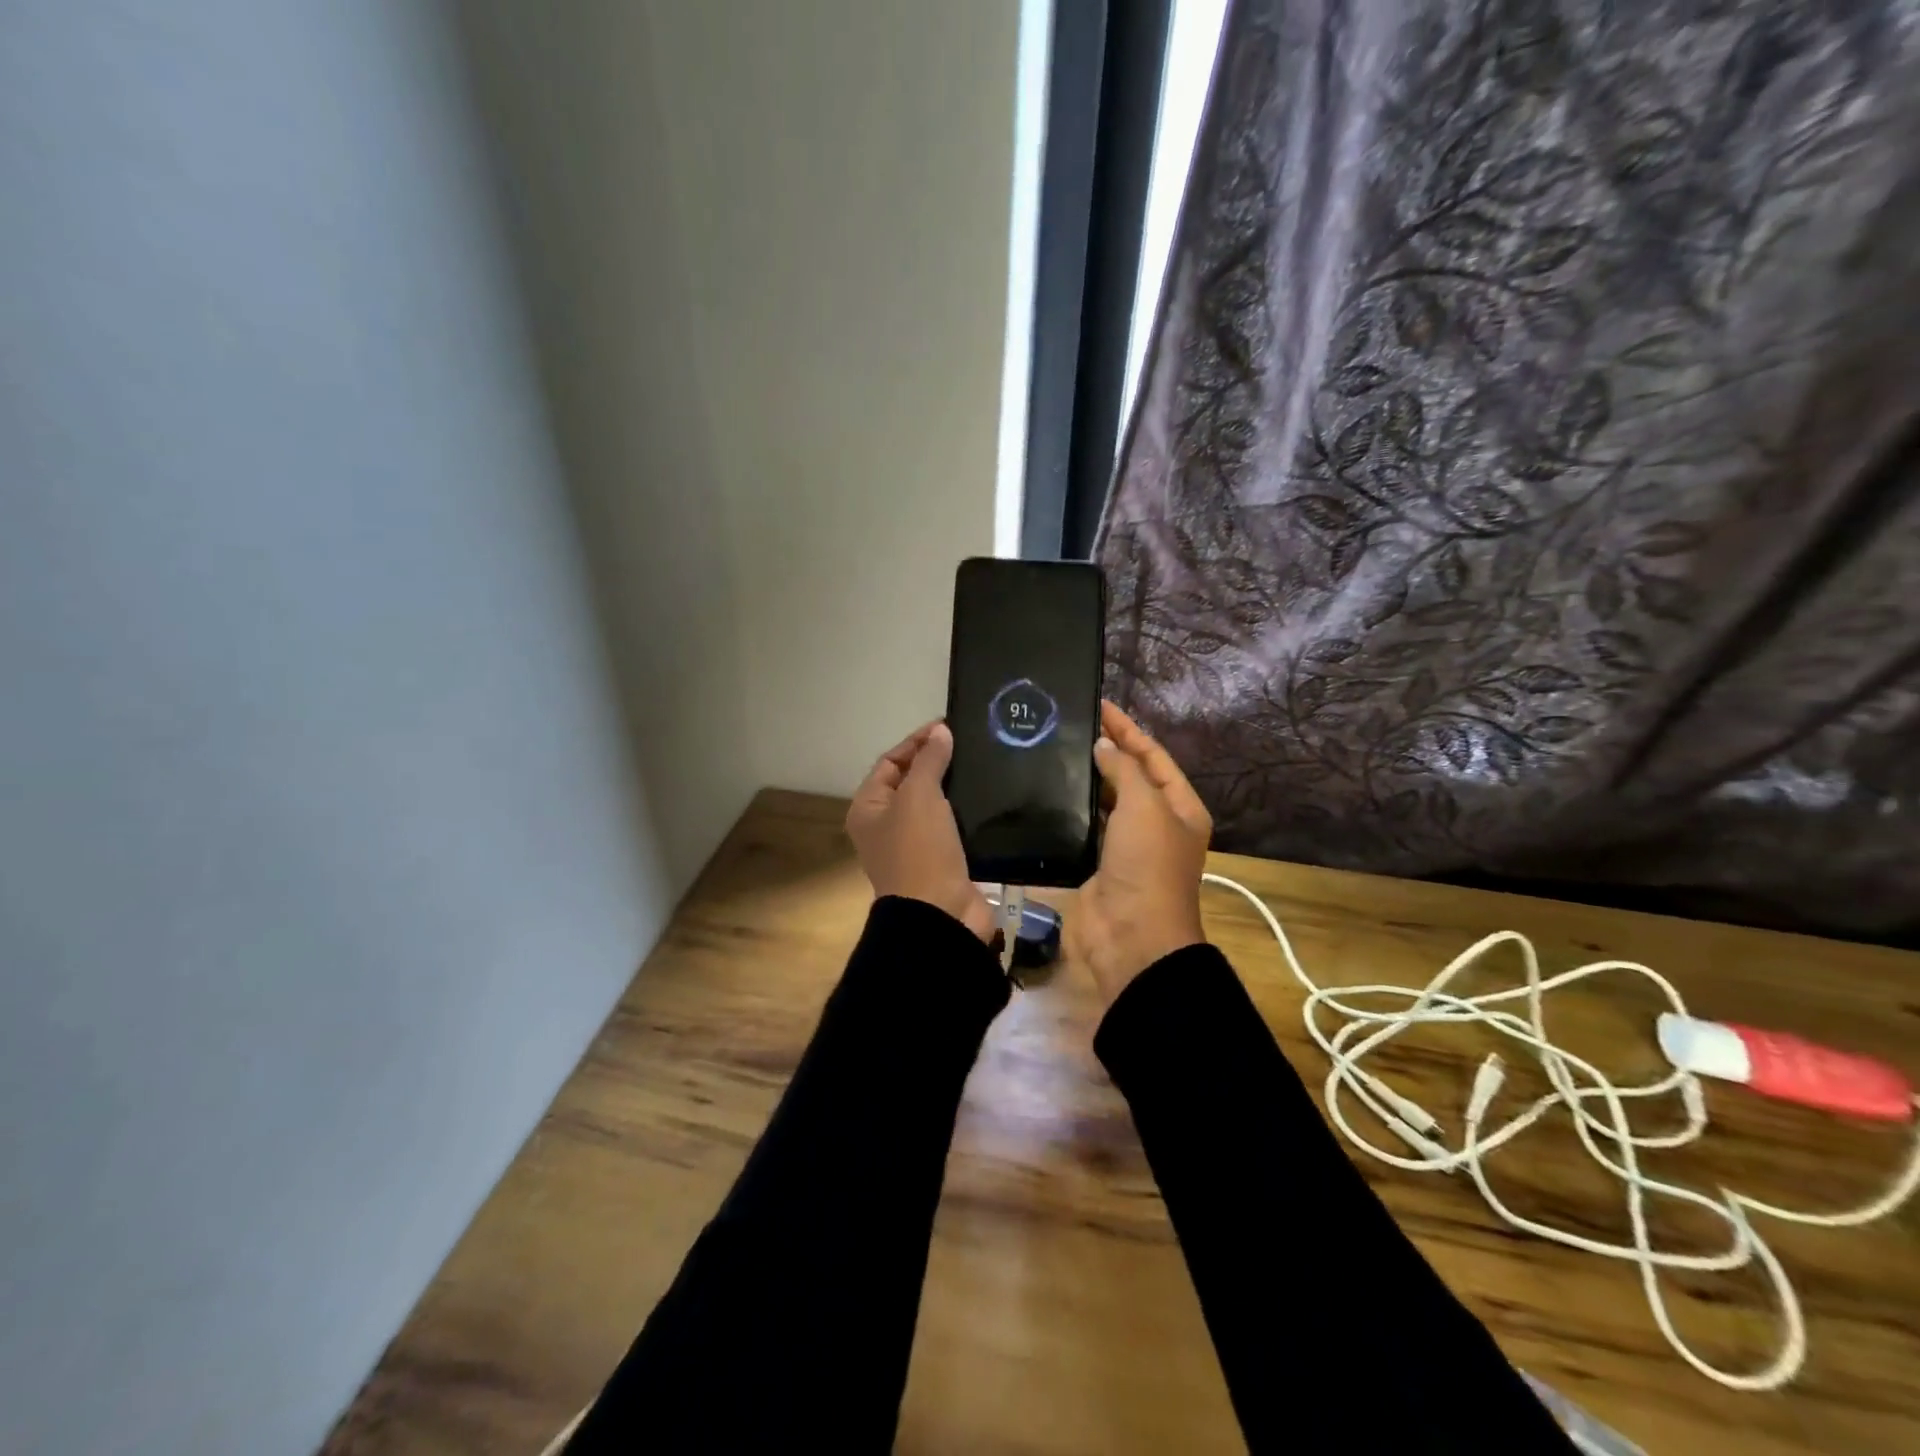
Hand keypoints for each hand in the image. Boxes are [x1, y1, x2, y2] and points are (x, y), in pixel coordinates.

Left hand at [845, 722, 992, 941]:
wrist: (939, 914)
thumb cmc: (919, 849)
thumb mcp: (919, 796)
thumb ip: (929, 761)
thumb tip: (940, 732)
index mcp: (868, 808)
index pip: (890, 762)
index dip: (916, 742)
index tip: (948, 726)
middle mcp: (886, 825)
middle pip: (911, 782)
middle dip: (937, 762)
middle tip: (969, 743)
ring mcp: (915, 845)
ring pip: (935, 805)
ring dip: (955, 787)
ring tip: (983, 764)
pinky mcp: (942, 861)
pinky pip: (953, 827)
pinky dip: (968, 812)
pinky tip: (989, 798)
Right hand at [1068, 701, 1211, 1004]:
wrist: (1131, 936)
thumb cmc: (1147, 865)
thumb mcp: (1146, 806)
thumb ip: (1125, 769)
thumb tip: (1103, 747)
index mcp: (1180, 808)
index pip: (1154, 756)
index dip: (1128, 730)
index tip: (1099, 706)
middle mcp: (1156, 824)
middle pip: (1130, 777)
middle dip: (1106, 751)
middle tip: (1070, 725)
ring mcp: (1125, 846)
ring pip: (1105, 801)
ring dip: (1086, 779)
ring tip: (1054, 749)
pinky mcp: (1096, 864)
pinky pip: (1083, 827)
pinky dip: (1069, 809)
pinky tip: (1046, 790)